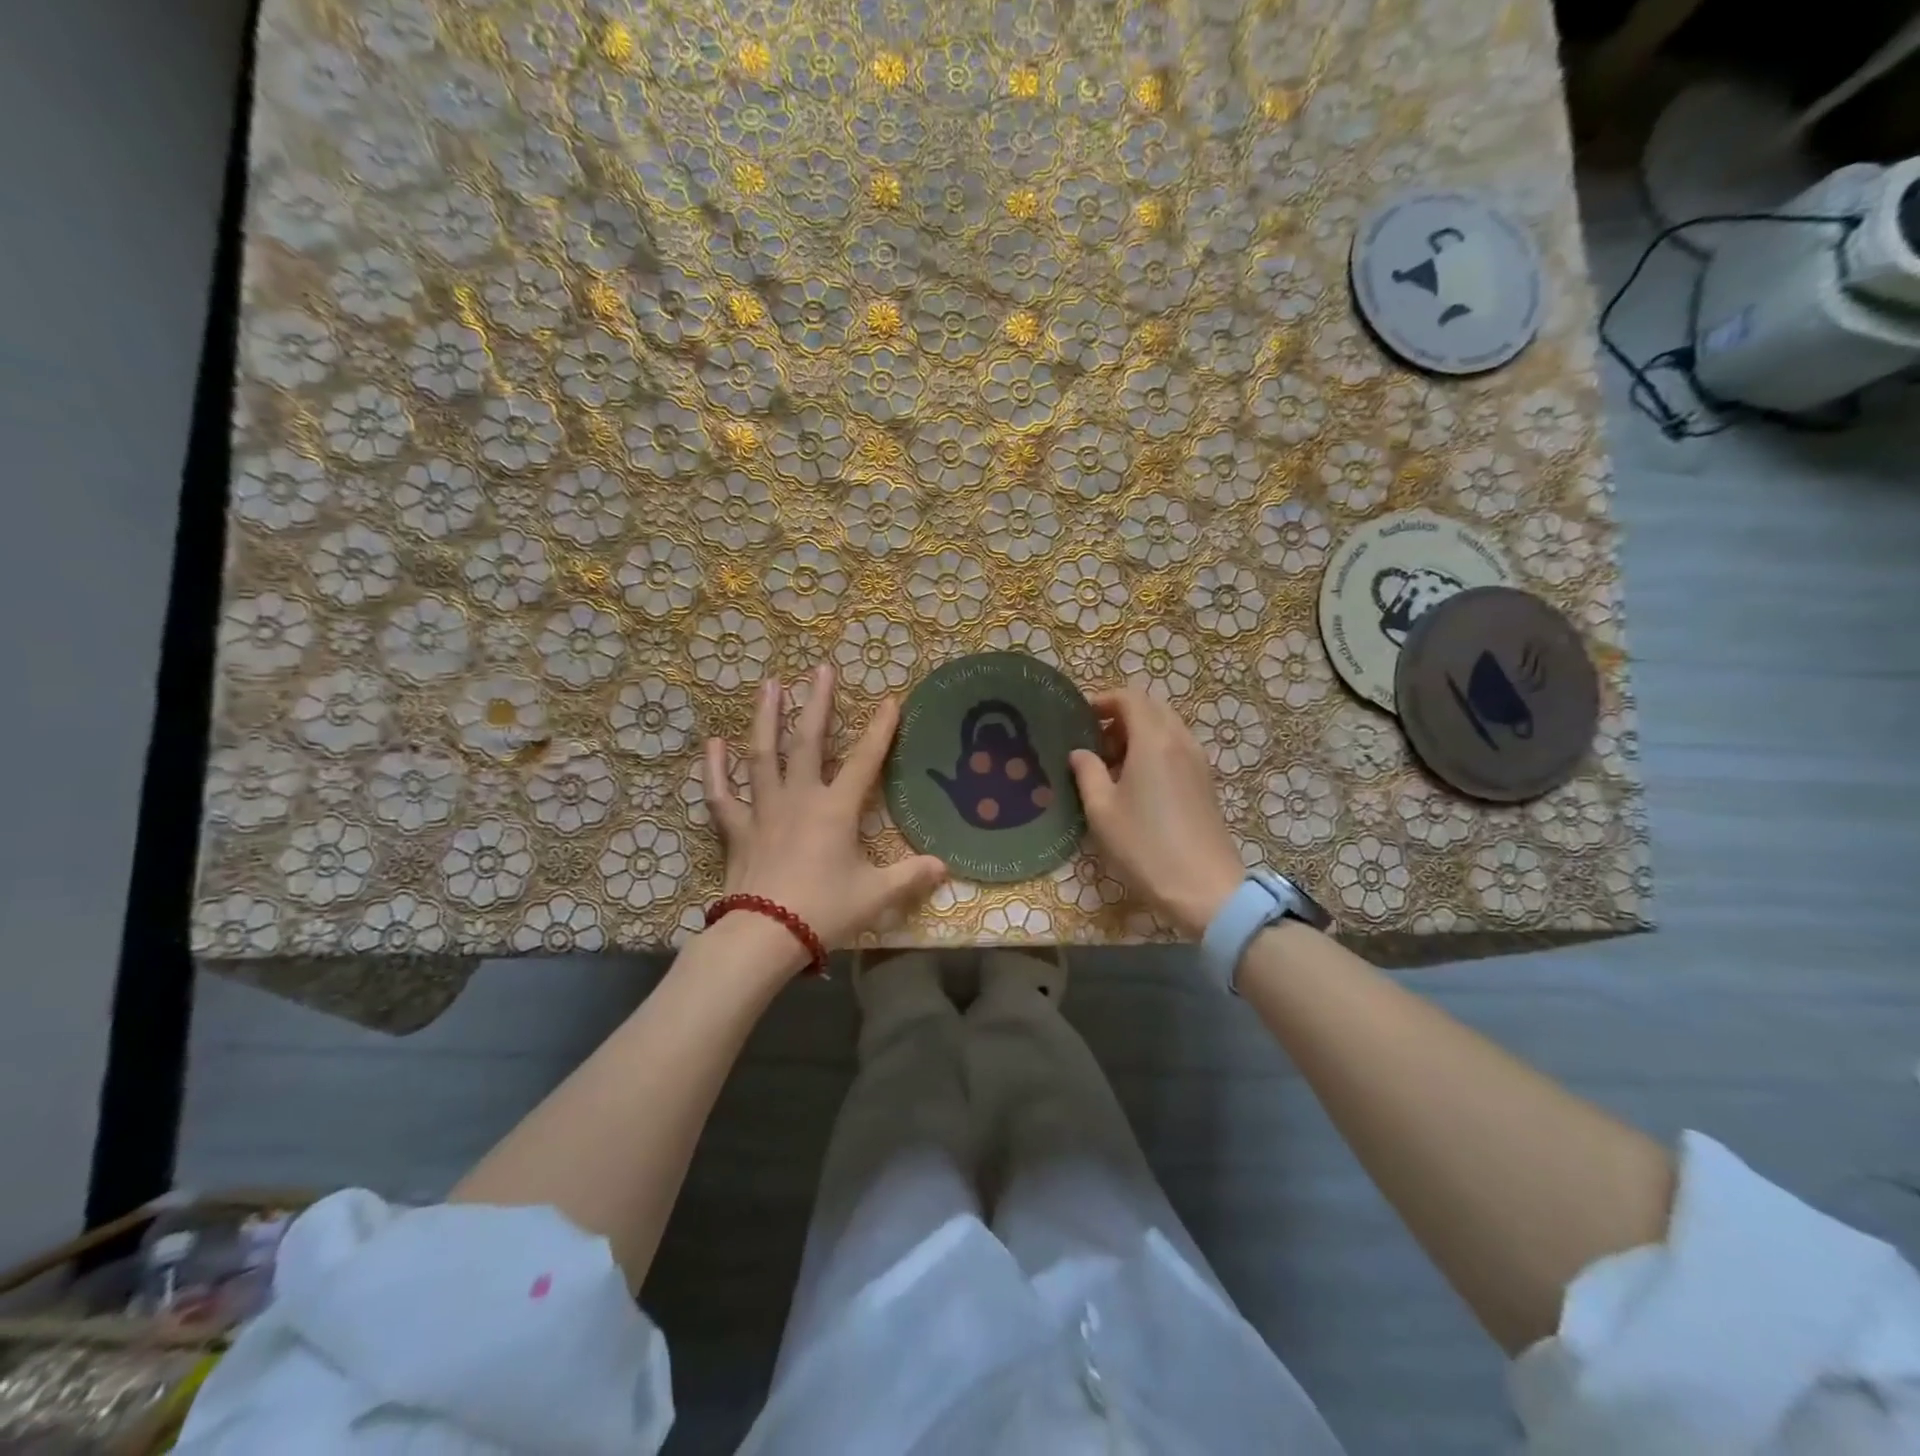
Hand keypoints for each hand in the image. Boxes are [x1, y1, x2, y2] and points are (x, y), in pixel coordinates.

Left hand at [703, 665, 946, 967]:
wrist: (765, 935)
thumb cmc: (824, 911)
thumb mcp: (875, 895)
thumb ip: (910, 876)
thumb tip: (945, 866)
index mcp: (836, 810)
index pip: (865, 761)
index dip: (880, 729)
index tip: (890, 700)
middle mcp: (800, 798)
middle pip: (809, 741)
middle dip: (817, 703)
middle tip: (820, 669)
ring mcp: (763, 810)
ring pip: (762, 755)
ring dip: (766, 718)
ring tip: (769, 684)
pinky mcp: (737, 829)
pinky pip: (721, 793)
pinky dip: (715, 769)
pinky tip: (713, 743)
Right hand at [1069, 688, 1244, 939]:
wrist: (1204, 888)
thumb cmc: (1144, 846)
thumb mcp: (1101, 810)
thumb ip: (1087, 772)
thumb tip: (1079, 752)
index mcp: (1154, 740)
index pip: (1130, 698)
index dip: (1103, 700)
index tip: (1079, 717)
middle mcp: (1180, 741)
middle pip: (1151, 709)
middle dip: (1120, 716)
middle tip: (1093, 742)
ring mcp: (1197, 762)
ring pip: (1166, 729)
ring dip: (1137, 735)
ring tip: (1111, 765)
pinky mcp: (1205, 783)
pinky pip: (1176, 749)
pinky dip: (1154, 751)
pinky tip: (1135, 784)